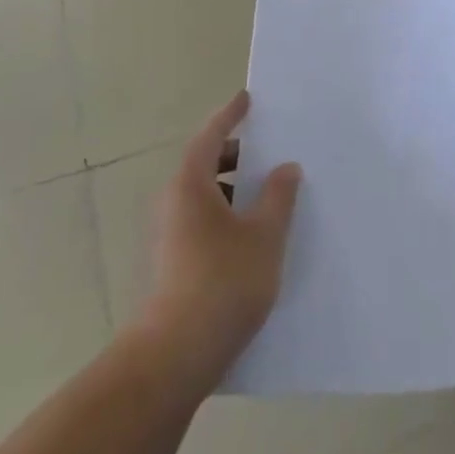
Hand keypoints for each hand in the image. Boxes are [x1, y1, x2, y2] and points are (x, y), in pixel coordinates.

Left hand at [144, 91, 301, 391]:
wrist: (176, 354)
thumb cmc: (224, 281)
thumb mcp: (264, 235)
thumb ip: (278, 197)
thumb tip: (285, 168)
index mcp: (190, 186)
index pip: (209, 137)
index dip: (229, 116)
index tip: (247, 99)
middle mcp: (173, 204)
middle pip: (203, 165)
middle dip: (235, 154)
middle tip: (267, 150)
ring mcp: (169, 236)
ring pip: (203, 196)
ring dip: (233, 188)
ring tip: (268, 194)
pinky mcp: (173, 263)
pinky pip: (202, 221)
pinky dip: (227, 214)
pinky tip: (254, 234)